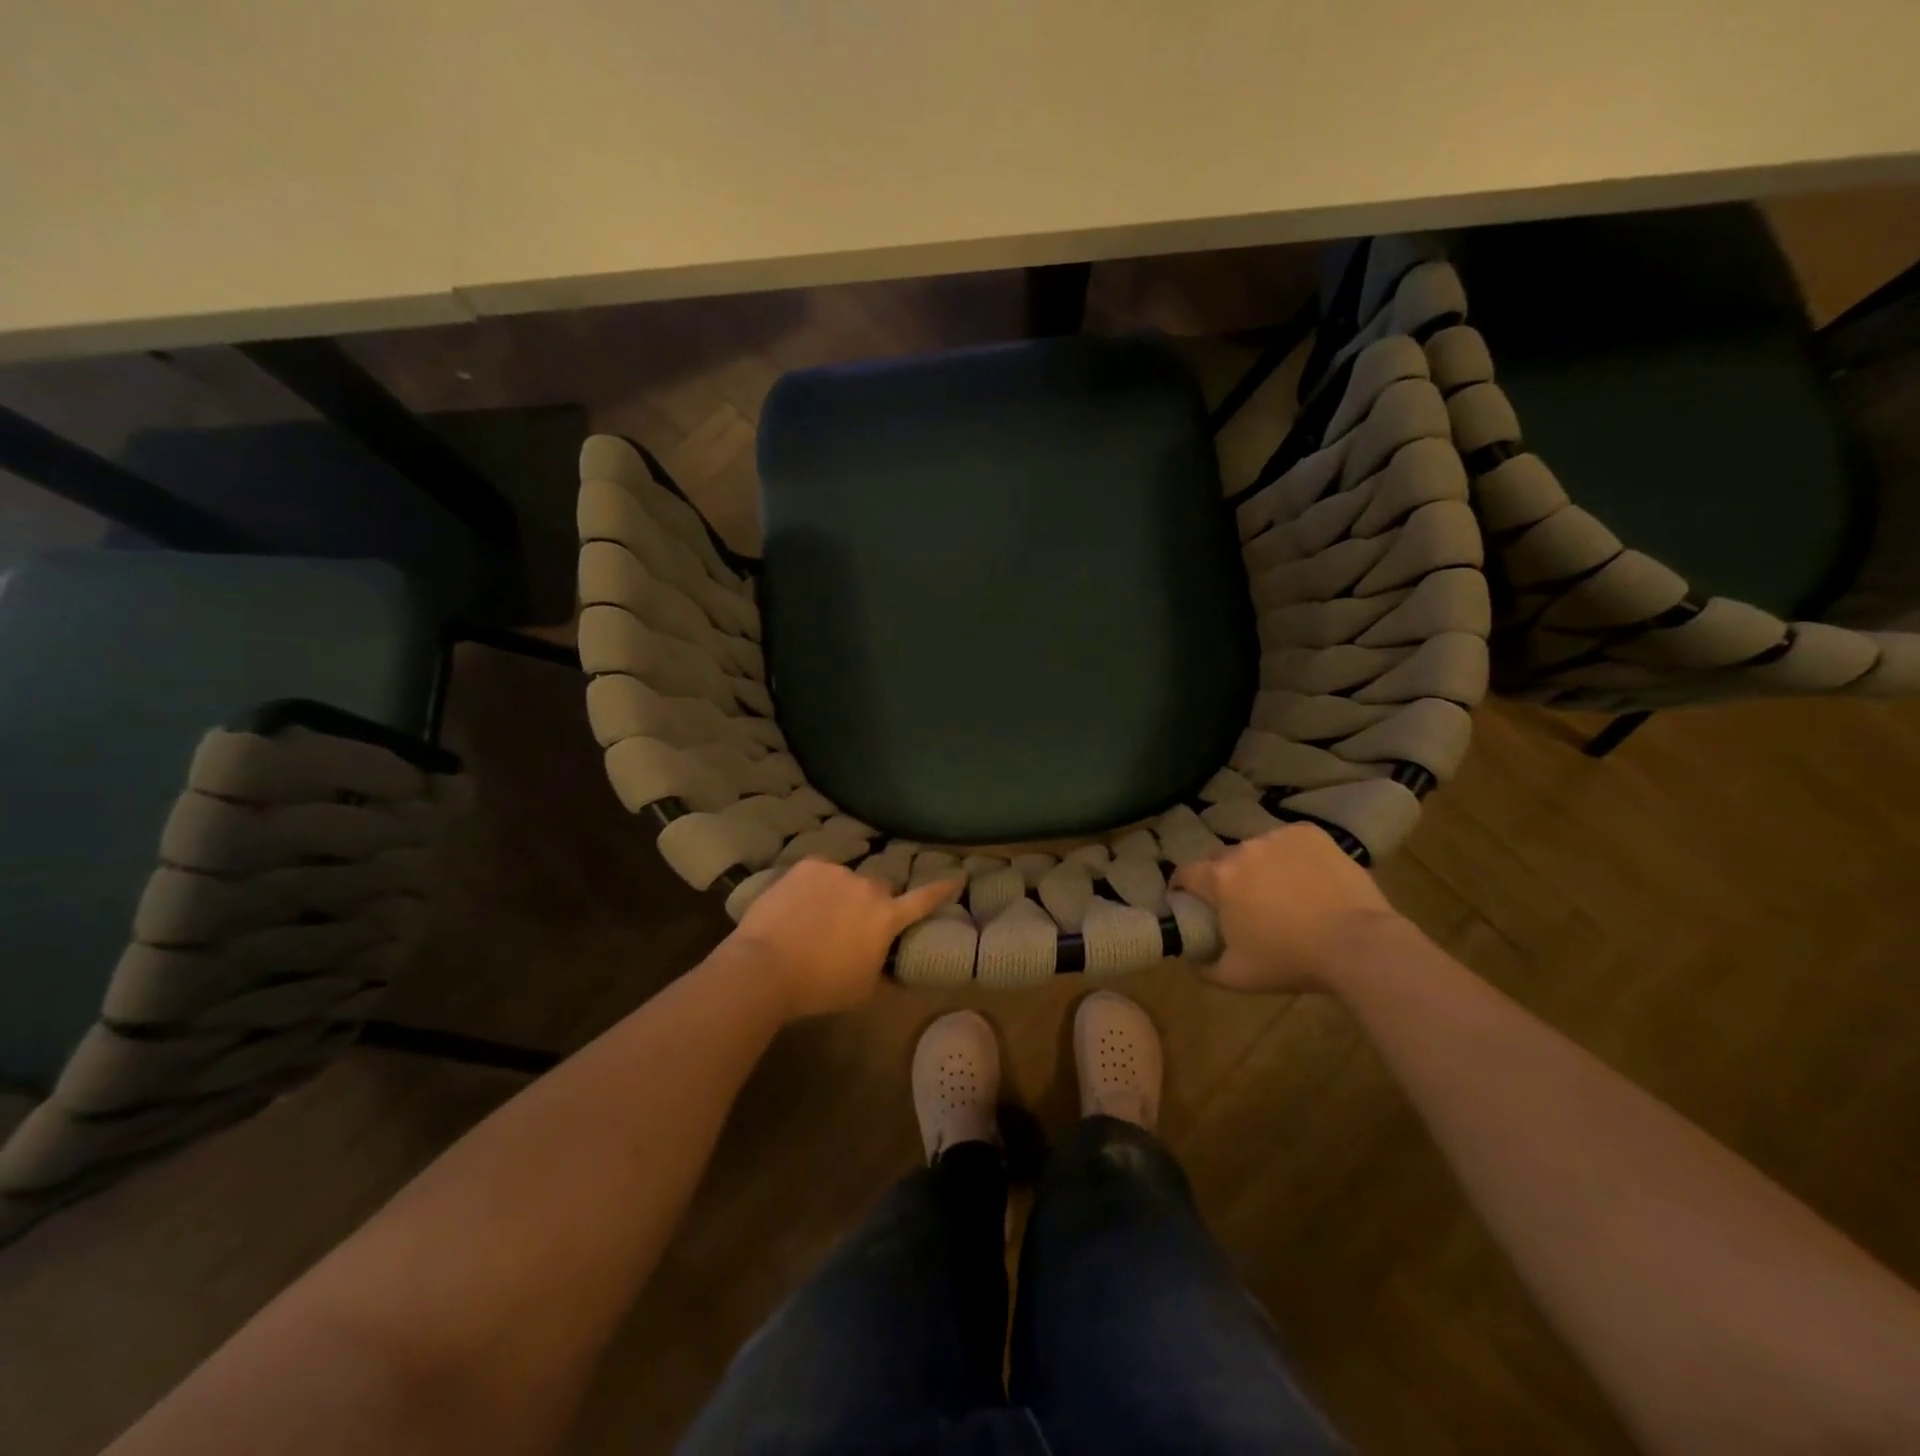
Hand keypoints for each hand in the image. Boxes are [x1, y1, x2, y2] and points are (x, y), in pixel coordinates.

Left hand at [725, 860, 963, 1019]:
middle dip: (869, 903)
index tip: (958, 875)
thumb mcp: (862, 987)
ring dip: (838, 894)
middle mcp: (868, 887)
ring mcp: (837, 872)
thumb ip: (880, 962)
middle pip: (878, 889)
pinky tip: (796, 907)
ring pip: (845, 880)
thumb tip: (881, 953)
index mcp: (887, 917)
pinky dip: (813, 887)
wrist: (765, 967)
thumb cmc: (819, 987)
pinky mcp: (808, 866)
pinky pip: (818, 873)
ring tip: (813, 919)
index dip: (942, 889)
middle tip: (848, 926)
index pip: (923, 900)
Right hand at [1173, 823, 1407, 993]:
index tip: (1190, 901)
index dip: (1183, 888)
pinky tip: (1306, 877)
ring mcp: (1277, 837)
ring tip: (1280, 890)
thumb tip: (1191, 959)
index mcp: (1218, 879)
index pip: (1184, 874)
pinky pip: (1288, 841)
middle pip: (1220, 860)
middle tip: (1241, 903)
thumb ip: (1203, 968)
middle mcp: (1241, 849)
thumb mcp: (1237, 977)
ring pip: (1256, 849)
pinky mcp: (1309, 833)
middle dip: (1224, 878)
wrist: (1359, 945)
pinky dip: (1290, 855)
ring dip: (1258, 866)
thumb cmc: (1291, 961)